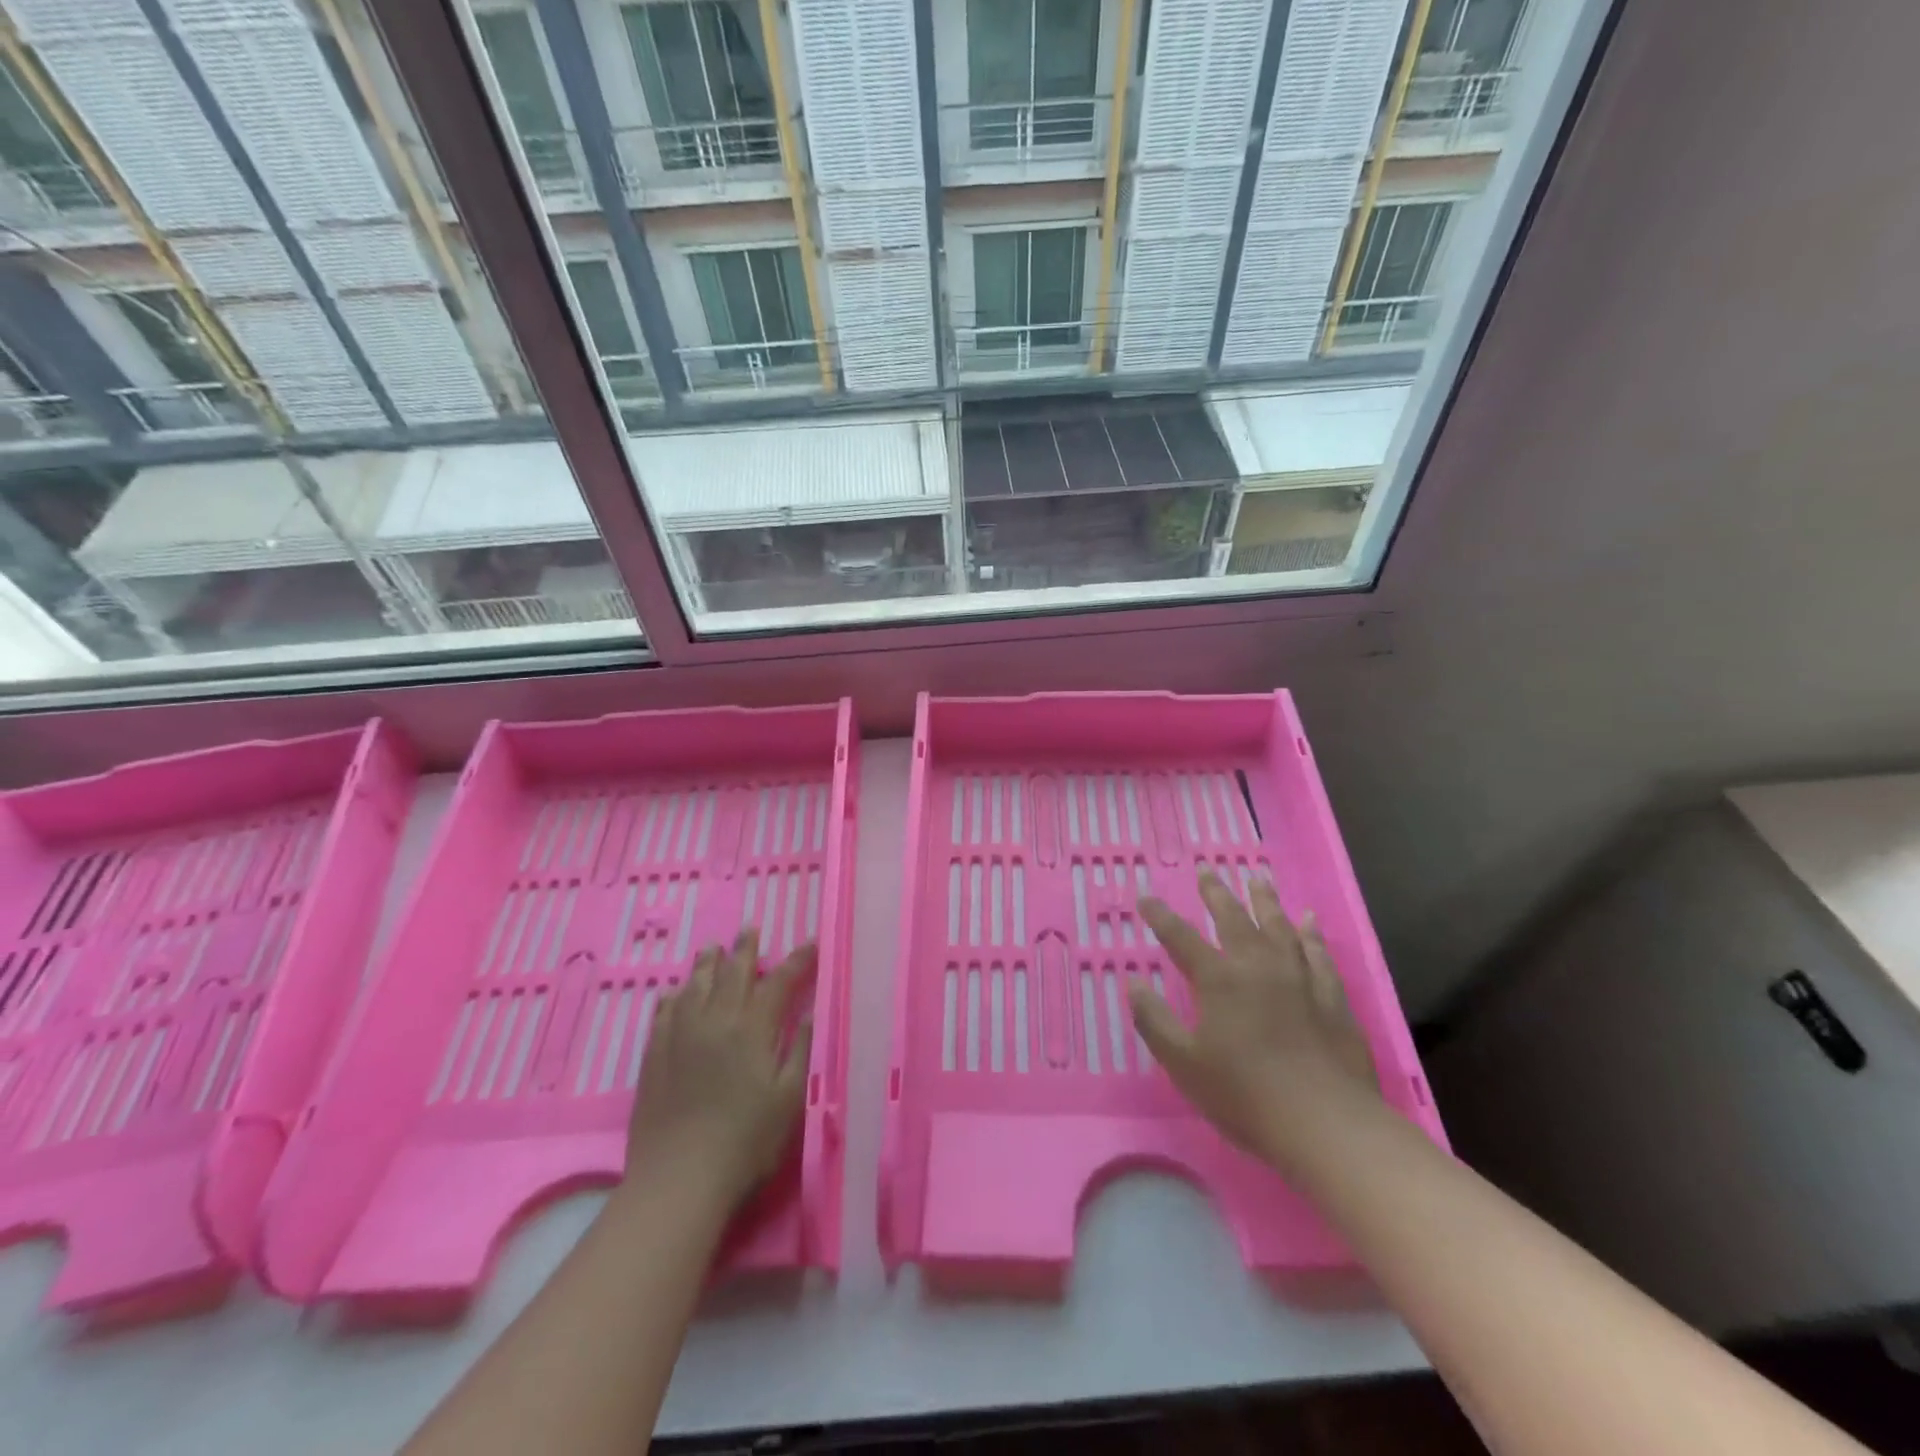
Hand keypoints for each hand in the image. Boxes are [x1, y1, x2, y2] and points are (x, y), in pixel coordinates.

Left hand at [625, 929, 814, 1209]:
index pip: (779, 982)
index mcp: (753, 1030)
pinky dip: (673, 997)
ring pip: (696, 987)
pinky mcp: (655, 1057)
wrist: (679, 1179)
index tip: (810, 943)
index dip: (796, 961)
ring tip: (713, 947)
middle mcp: (716, 1022)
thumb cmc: (747, 1143)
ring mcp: (681, 1037)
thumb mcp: (790, 1099)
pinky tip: (674, 993)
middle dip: (745, 950)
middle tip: (750, 929)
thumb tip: (812, 1010)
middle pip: (733, 974)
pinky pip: (663, 1014)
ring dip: (707, 964)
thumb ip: (801, 1050)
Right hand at [1131, 867, 1378, 1173]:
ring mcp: (1299, 978)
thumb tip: (1132, 982)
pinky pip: (1319, 953)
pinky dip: (1311, 934)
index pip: (1180, 938)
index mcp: (1219, 981)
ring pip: (1278, 927)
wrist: (1326, 1125)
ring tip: (1256, 878)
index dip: (1160, 916)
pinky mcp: (1332, 997)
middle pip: (1233, 920)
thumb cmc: (1245, 1096)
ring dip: (1264, 900)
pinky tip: (1308, 920)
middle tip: (1208, 870)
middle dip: (1216, 894)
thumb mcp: (1184, 1064)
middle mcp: (1257, 967)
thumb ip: (1155, 1021)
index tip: (1145, 897)